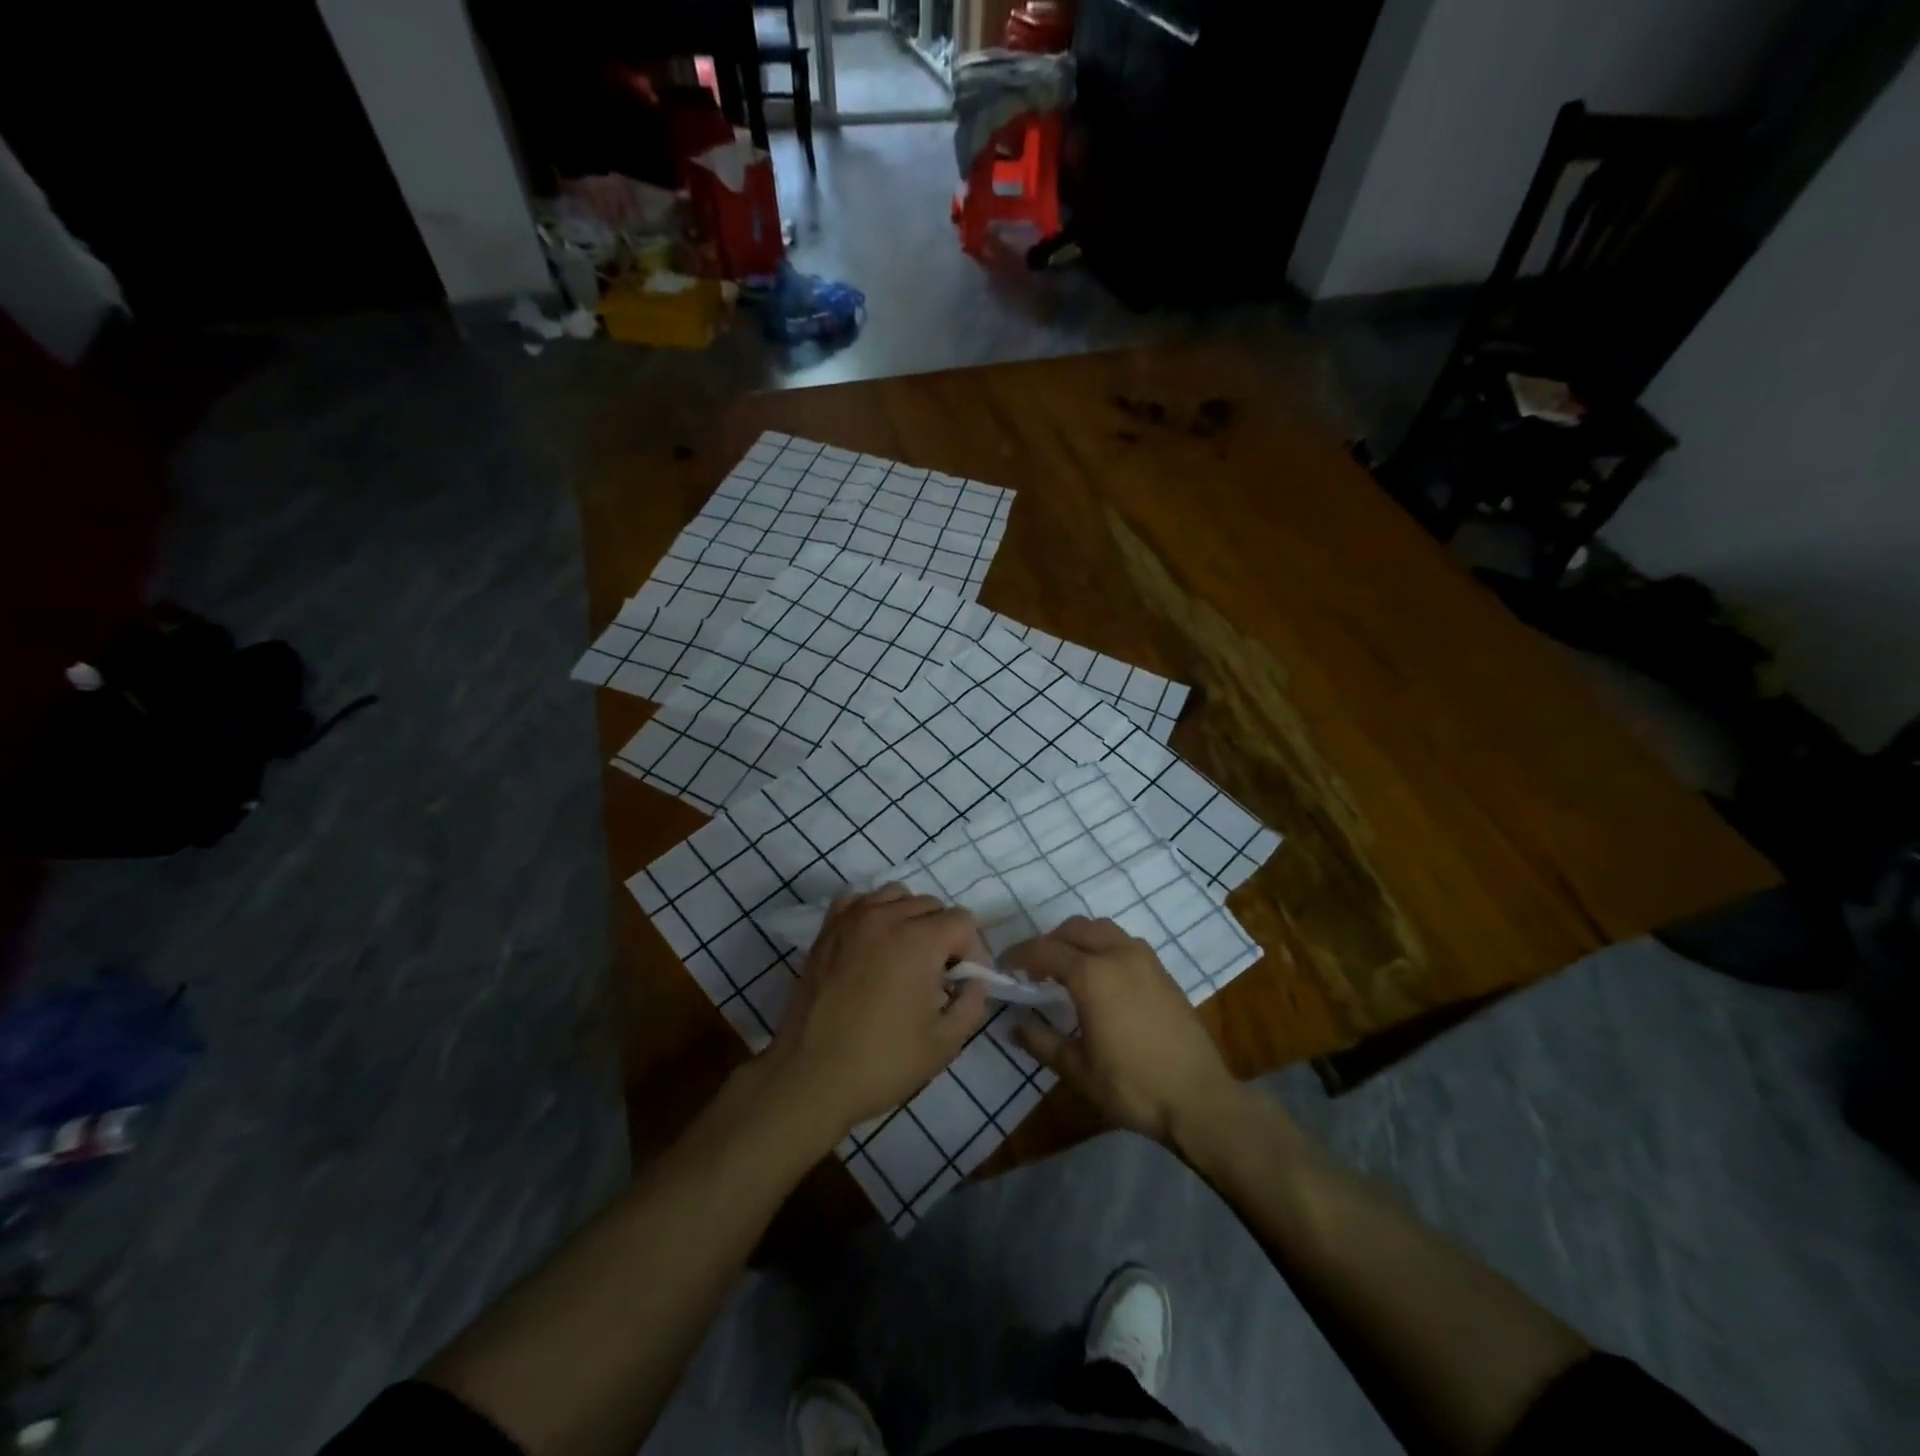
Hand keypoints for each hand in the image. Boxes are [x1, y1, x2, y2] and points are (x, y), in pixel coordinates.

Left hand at [764, 885, 990, 1137]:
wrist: (810, 1078)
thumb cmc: (882, 1063)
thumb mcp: (945, 1043)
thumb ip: (972, 1003)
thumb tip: (973, 981)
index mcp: (919, 940)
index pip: (962, 921)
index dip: (972, 951)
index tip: (962, 983)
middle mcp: (886, 917)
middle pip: (932, 905)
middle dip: (943, 936)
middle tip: (936, 977)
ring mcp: (852, 919)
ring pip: (896, 896)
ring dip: (910, 918)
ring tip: (905, 956)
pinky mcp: (827, 930)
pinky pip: (859, 901)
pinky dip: (873, 912)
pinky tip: (873, 943)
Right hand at [1003, 917, 1240, 1145]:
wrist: (1199, 1099)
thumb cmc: (1132, 1086)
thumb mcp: (1077, 1070)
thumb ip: (1041, 1041)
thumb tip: (1013, 1025)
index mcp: (1092, 975)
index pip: (1045, 950)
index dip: (1020, 955)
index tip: (1004, 966)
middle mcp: (1118, 954)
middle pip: (1075, 929)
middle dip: (1049, 941)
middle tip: (1034, 968)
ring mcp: (1145, 959)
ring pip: (1102, 929)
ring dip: (1078, 939)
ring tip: (1067, 967)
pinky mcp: (1163, 971)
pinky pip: (1124, 942)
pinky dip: (1103, 946)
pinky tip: (1101, 976)